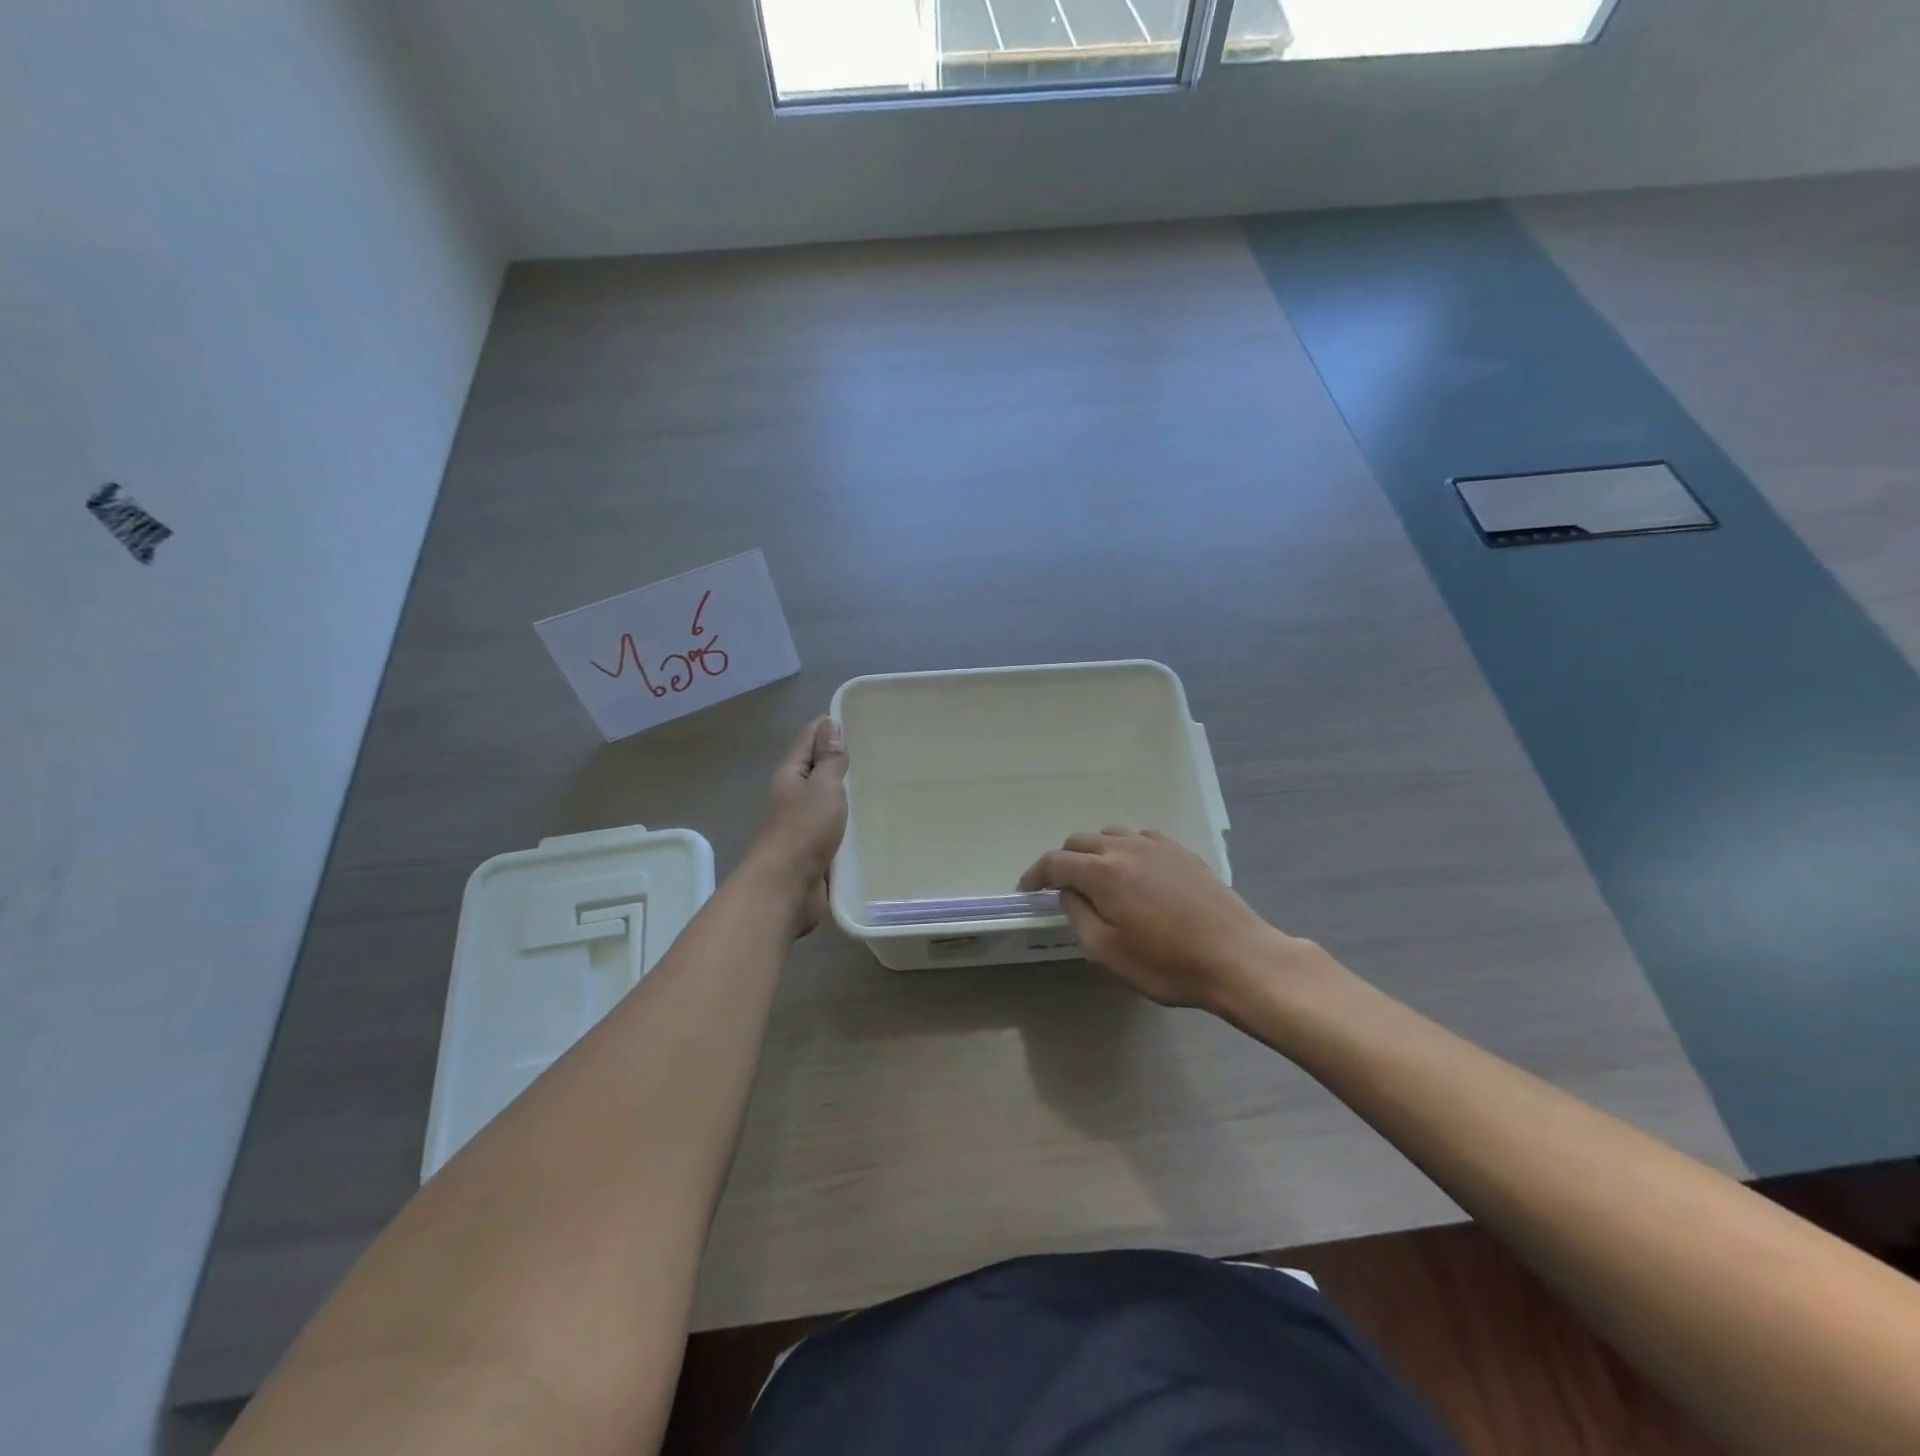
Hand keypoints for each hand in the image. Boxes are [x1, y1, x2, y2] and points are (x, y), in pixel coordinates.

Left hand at [749, 716, 848, 937]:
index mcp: (789, 776)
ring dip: (841, 794)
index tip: (849, 717)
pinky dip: (845, 822)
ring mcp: (799, 827)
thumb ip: (830, 760)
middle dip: (836, 760)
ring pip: (823, 802)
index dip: (825, 727)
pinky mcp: (811, 852)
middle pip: (813, 771)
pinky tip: (865, 824)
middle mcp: (790, 798)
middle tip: (870, 751)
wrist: (785, 887)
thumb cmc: (803, 830)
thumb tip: (829, 724)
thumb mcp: (823, 787)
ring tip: (873, 785)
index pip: (807, 741)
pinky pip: (831, 829)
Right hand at [1019, 829, 1308, 1015]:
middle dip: (1063, 862)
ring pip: (1111, 835)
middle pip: (1080, 842)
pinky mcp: (1182, 852)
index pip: (1055, 862)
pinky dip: (1125, 849)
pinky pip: (1141, 838)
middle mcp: (1126, 848)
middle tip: (1060, 889)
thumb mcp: (1108, 952)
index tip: (1026, 890)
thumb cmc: (1168, 963)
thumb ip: (1078, 916)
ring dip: (1094, 853)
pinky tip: (1135, 872)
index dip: (1034, 874)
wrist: (1237, 957)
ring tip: (1097, 879)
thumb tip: (1068, 893)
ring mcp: (1157, 846)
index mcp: (1103, 872)